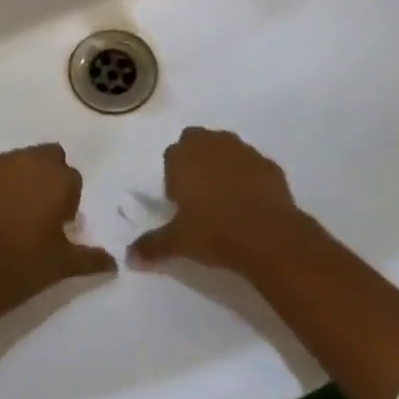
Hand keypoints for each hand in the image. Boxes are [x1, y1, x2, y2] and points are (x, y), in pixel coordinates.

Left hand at [0, 144, 116, 298]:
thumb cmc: (24, 265)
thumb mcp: (64, 265)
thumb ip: (91, 258)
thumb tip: (113, 263)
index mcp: (58, 178)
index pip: (73, 178)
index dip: (68, 200)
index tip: (61, 223)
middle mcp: (29, 161)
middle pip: (48, 158)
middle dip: (48, 177)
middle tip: (41, 212)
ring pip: (19, 161)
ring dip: (22, 178)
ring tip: (15, 213)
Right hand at [128, 127, 307, 274]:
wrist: (268, 236)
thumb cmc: (214, 232)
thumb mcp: (177, 242)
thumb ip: (152, 245)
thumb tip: (130, 257)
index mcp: (184, 156)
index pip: (171, 155)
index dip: (174, 177)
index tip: (179, 202)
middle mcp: (212, 144)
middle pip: (198, 141)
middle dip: (196, 160)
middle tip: (199, 196)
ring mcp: (244, 151)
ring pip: (227, 148)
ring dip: (223, 164)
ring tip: (226, 198)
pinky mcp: (269, 164)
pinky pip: (253, 165)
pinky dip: (250, 177)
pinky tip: (252, 203)